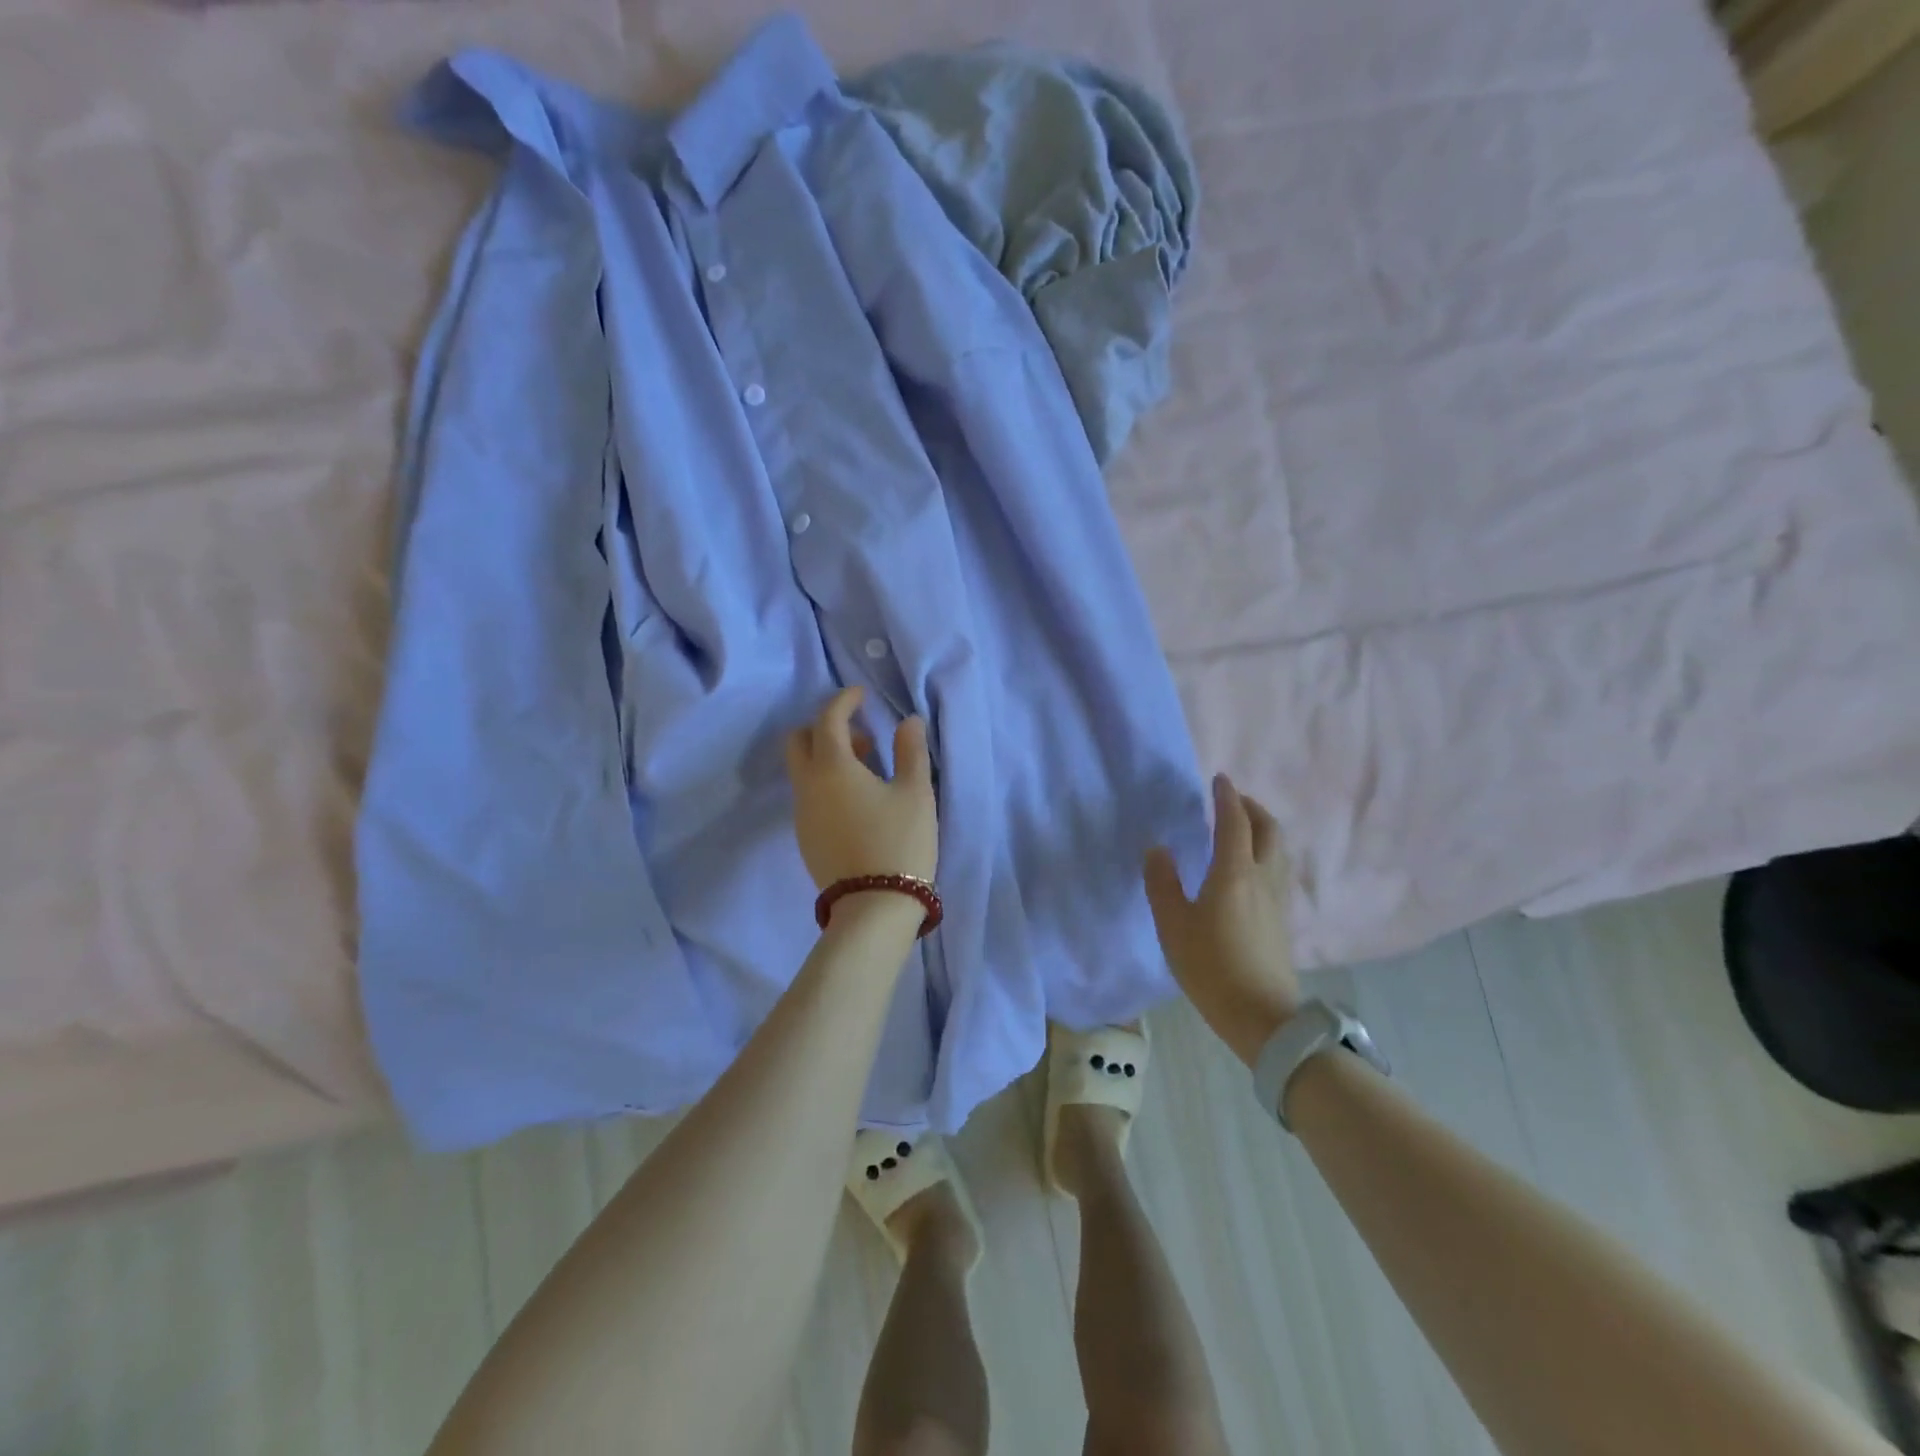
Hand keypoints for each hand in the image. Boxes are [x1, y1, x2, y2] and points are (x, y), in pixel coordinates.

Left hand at [785, 686, 937, 891]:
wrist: (875, 907)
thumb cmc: (900, 842)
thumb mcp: (916, 793)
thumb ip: (911, 750)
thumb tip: (908, 722)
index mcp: (832, 768)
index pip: (828, 719)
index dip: (844, 701)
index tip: (862, 696)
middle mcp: (807, 786)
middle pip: (799, 741)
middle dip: (825, 729)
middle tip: (864, 740)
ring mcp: (802, 814)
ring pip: (802, 770)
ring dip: (827, 758)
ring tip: (870, 772)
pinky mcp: (805, 837)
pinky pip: (808, 794)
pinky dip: (825, 782)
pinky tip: (858, 801)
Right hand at [1144, 774, 1301, 1067]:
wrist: (1262, 1017)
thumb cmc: (1211, 967)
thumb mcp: (1173, 926)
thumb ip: (1162, 884)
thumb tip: (1158, 849)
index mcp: (1234, 873)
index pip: (1234, 822)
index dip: (1226, 797)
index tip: (1219, 779)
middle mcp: (1262, 878)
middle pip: (1268, 829)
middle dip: (1252, 807)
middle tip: (1231, 800)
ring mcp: (1278, 899)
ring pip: (1277, 849)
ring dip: (1261, 829)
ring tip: (1240, 829)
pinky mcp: (1282, 919)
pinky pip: (1277, 869)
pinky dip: (1264, 852)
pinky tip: (1247, 868)